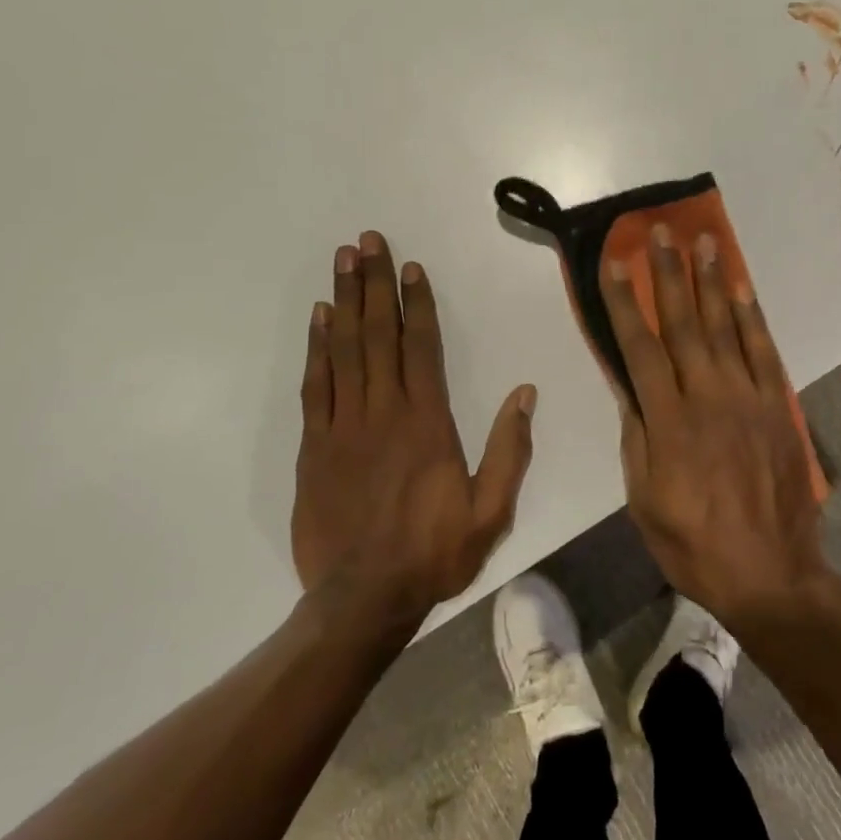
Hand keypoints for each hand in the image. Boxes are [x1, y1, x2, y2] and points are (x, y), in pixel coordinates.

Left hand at [293, 231, 534, 624]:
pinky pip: (317, 385)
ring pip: (345, 350)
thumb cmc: (434, 552)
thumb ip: (510, 449)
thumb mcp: (491, 510)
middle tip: (368, 241)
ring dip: (344, 301)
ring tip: (343, 261)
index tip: (411, 267)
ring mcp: (344, 426)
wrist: (362, 598)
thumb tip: (526, 393)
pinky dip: (317, 348)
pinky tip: (319, 318)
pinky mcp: (315, 446)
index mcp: (429, 423)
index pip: (423, 348)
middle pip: (379, 334)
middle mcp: (385, 412)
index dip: (417, 303)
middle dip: (374, 283)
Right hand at [605, 225, 835, 629]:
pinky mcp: (778, 407)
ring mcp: (749, 398)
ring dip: (712, 282)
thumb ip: (637, 438)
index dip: (624, 303)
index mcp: (669, 422)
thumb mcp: (644, 501)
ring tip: (704, 242)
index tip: (614, 265)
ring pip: (725, 328)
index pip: (639, 348)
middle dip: (669, 274)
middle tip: (660, 233)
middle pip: (684, 324)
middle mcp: (709, 397)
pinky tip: (742, 291)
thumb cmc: (694, 545)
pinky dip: (752, 318)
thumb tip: (628, 388)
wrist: (771, 574)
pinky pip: (764, 352)